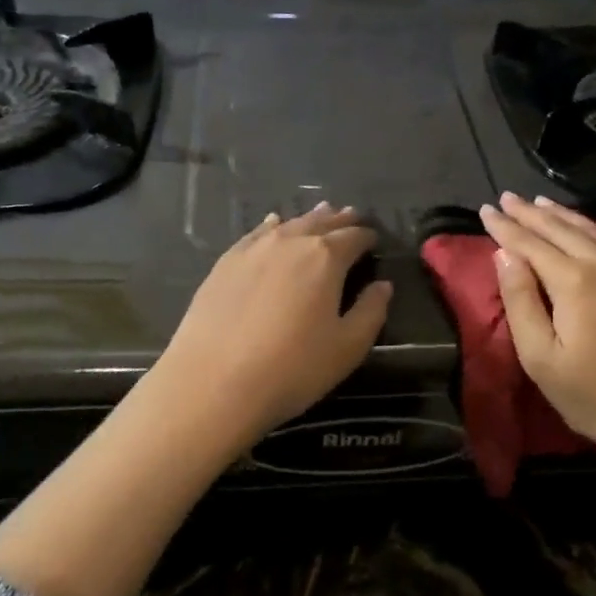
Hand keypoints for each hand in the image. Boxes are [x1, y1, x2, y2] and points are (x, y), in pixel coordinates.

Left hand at [153, 202, 392, 440]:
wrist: (213, 382)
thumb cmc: (291, 369)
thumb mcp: (346, 348)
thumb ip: (371, 312)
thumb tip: (383, 286)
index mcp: (326, 258)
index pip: (354, 237)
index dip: (367, 237)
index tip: (374, 240)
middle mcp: (290, 242)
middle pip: (321, 223)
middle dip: (340, 220)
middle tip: (352, 216)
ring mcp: (253, 249)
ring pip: (289, 224)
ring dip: (310, 219)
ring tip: (322, 213)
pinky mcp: (225, 262)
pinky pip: (256, 233)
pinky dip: (272, 226)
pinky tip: (274, 224)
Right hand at [480, 194, 595, 455]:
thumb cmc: (595, 396)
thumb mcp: (541, 358)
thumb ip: (520, 302)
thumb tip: (505, 256)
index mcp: (574, 282)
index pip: (530, 244)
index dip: (505, 227)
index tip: (486, 209)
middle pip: (562, 229)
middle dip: (531, 213)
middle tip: (508, 198)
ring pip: (595, 230)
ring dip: (564, 215)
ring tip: (542, 204)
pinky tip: (595, 226)